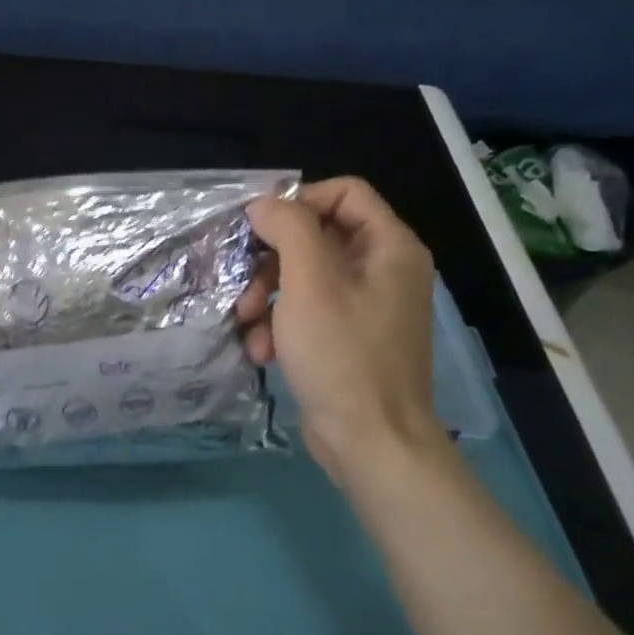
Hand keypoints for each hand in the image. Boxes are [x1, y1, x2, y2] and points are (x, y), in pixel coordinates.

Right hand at [238, 178, 448, 487]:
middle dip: (271, 262)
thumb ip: (288, 229)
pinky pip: (307, 314)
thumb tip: (264, 205)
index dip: (298, 202)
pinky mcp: (346, 340)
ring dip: (266, 298)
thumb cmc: (342, 355)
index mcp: (389, 247)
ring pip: (304, 279)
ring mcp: (365, 308)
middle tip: (244, 289)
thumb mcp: (309, 283)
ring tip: (246, 326)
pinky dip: (280, 328)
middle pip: (317, 238)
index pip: (344, 193)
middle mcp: (382, 271)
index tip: (258, 228)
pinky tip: (261, 353)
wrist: (371, 441)